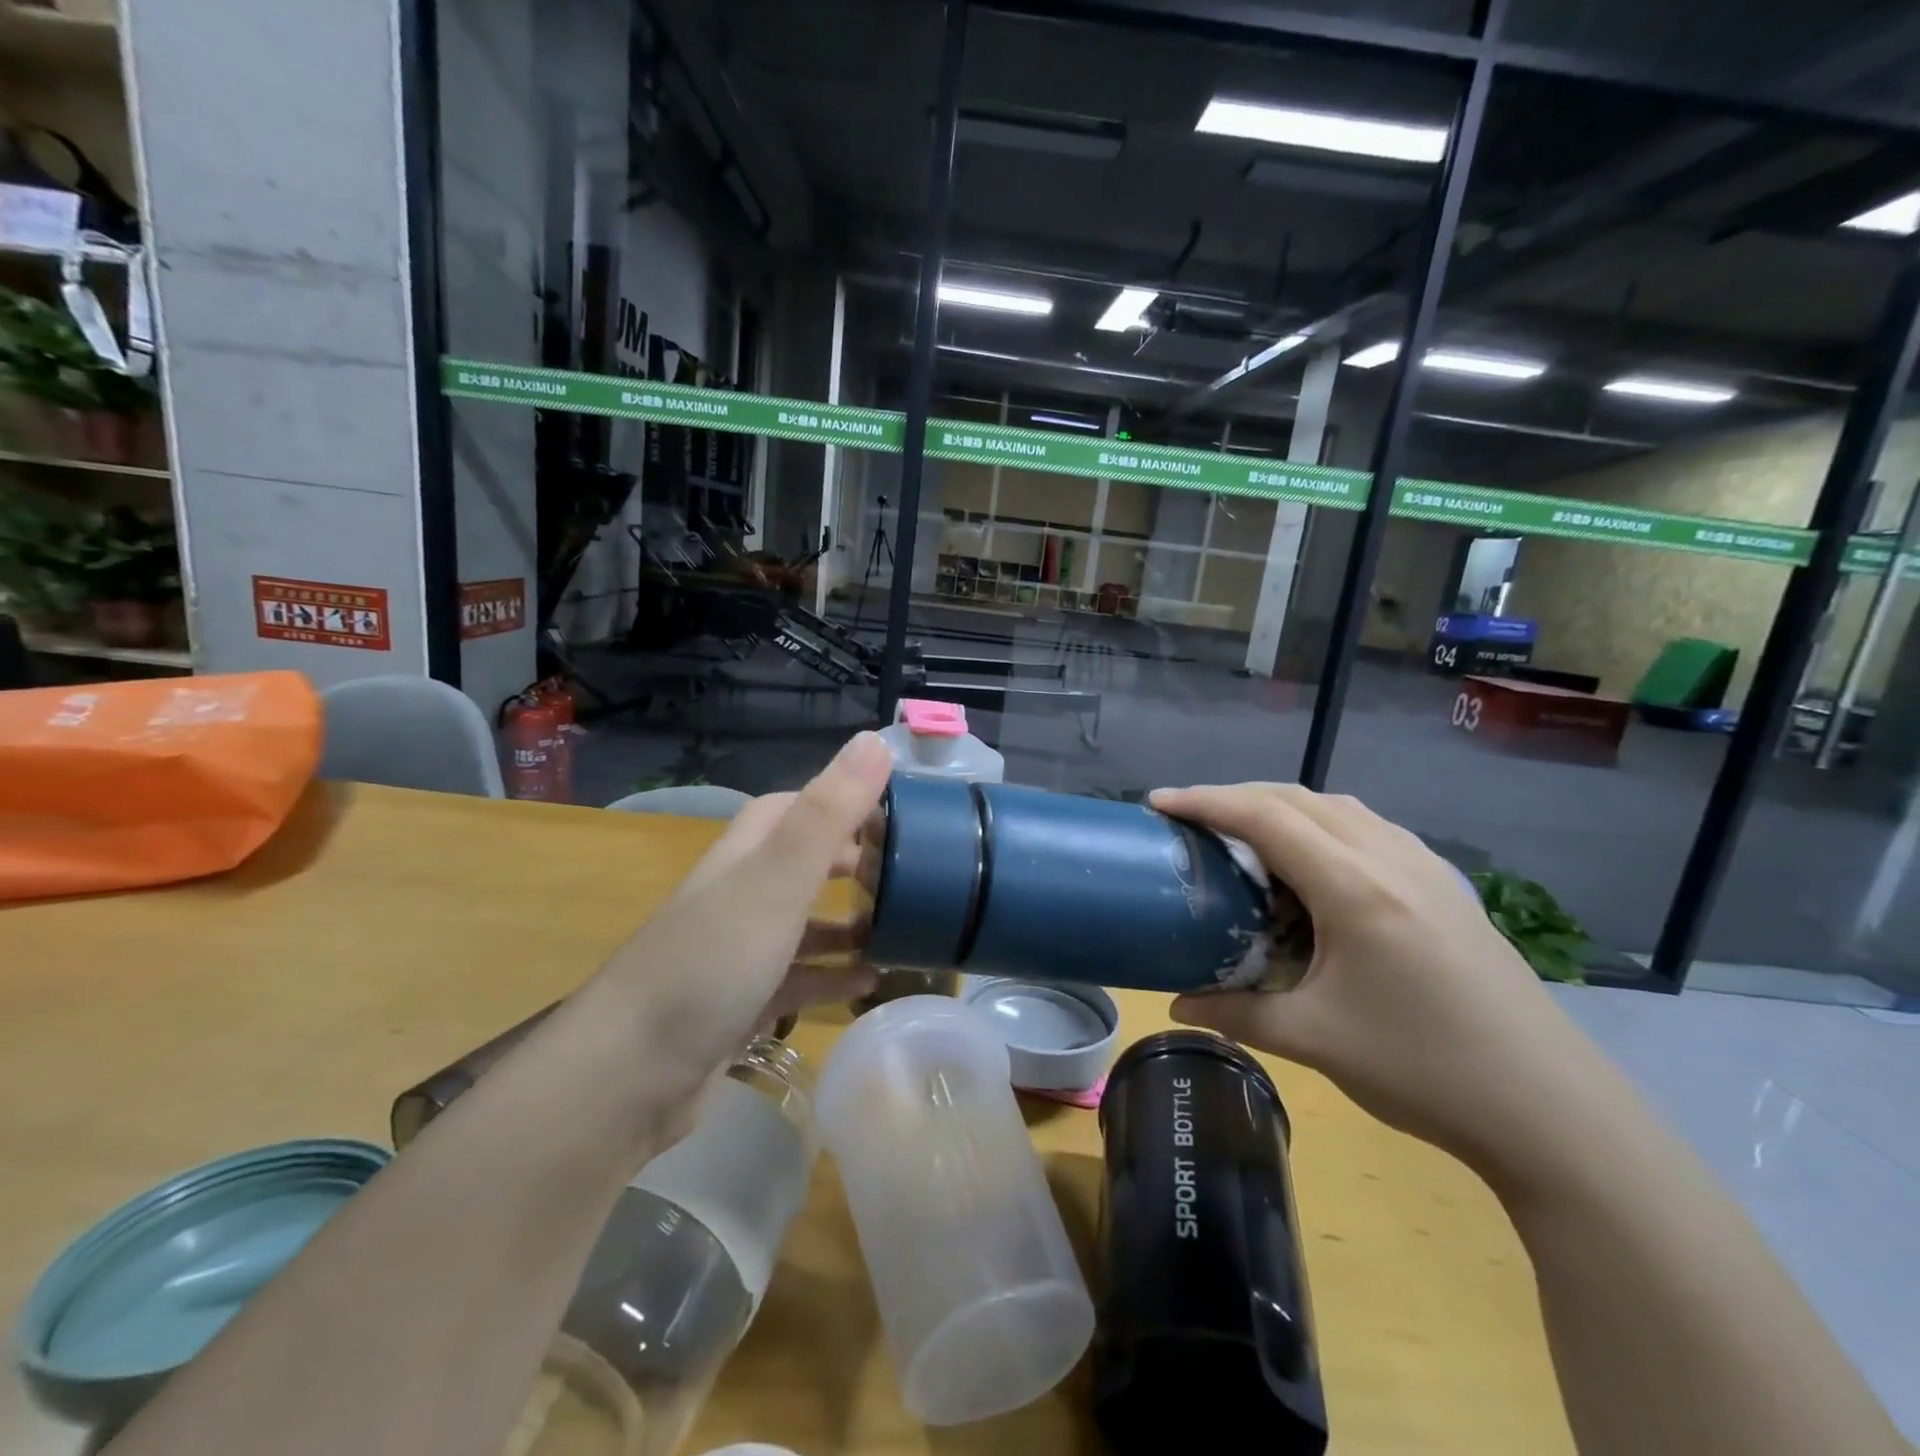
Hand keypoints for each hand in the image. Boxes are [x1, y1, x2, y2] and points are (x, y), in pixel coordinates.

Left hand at [579, 732, 890, 1133]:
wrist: (628, 1076)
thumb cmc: (712, 961)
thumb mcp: (778, 879)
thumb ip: (828, 812)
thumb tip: (874, 738)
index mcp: (746, 854)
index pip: (798, 807)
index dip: (844, 802)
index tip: (897, 814)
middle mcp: (739, 893)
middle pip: (803, 863)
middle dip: (854, 863)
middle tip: (911, 874)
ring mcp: (737, 951)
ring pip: (803, 924)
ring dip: (848, 923)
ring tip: (903, 929)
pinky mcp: (740, 1003)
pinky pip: (798, 979)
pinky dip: (833, 976)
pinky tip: (869, 984)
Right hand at [1149, 783, 1609, 1179]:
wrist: (1553, 1111)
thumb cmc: (1424, 1069)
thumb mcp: (1314, 1040)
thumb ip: (1235, 1013)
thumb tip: (1176, 1005)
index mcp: (1355, 887)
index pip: (1264, 817)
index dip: (1205, 801)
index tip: (1158, 803)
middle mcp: (1390, 858)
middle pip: (1299, 798)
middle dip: (1236, 797)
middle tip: (1192, 819)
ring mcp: (1426, 868)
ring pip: (1339, 808)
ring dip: (1283, 807)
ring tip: (1245, 835)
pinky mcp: (1447, 887)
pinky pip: (1370, 829)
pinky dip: (1324, 826)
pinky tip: (1315, 866)